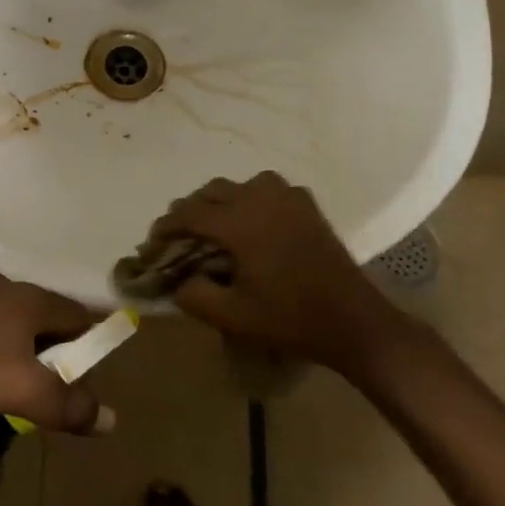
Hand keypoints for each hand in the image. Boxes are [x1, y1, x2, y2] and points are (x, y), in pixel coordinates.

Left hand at [0, 274, 111, 432]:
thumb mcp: (22, 392)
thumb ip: (68, 405)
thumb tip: (111, 418)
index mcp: (32, 299)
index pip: (79, 314)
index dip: (90, 343)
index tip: (87, 375)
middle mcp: (5, 287)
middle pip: (45, 316)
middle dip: (53, 349)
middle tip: (50, 387)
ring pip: (10, 320)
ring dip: (19, 347)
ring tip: (12, 384)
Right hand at [150, 171, 396, 374]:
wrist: (352, 320)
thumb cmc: (290, 319)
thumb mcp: (232, 317)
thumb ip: (193, 296)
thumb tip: (176, 280)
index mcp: (239, 223)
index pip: (189, 214)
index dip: (165, 227)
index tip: (152, 244)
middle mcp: (260, 199)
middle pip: (211, 192)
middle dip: (190, 211)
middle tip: (180, 238)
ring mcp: (287, 198)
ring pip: (240, 185)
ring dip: (221, 201)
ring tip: (215, 226)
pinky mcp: (307, 205)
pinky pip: (268, 188)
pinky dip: (252, 198)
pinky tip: (254, 222)